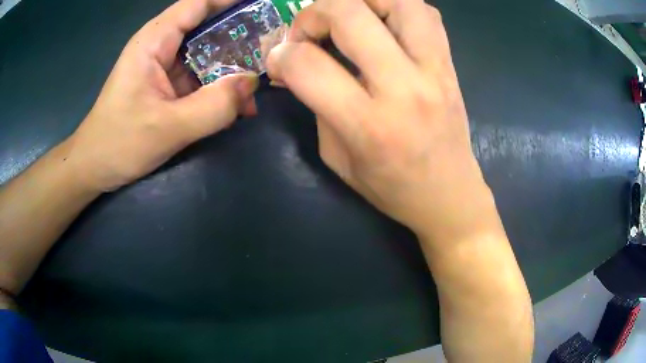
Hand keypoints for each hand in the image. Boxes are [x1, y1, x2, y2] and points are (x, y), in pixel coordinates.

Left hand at [68, 0, 258, 191]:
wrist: (93, 168)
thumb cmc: (118, 144)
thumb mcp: (167, 128)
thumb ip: (213, 107)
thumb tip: (252, 84)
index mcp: (154, 41)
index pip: (198, 4)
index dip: (231, 0)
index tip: (264, 6)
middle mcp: (160, 47)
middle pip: (207, 26)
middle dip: (241, 35)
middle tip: (273, 47)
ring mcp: (164, 67)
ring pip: (206, 54)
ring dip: (233, 66)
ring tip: (260, 82)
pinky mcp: (166, 87)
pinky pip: (199, 78)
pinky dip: (219, 88)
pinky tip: (238, 105)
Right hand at [267, 0, 495, 244]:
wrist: (449, 196)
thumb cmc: (391, 188)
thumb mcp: (338, 158)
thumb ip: (316, 105)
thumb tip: (297, 65)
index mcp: (368, 125)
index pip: (307, 64)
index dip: (281, 55)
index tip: (280, 61)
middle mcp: (404, 86)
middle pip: (348, 13)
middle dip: (313, 14)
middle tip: (309, 33)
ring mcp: (434, 69)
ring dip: (360, 0)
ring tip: (346, 17)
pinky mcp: (450, 64)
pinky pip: (426, 12)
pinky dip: (396, 5)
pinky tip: (382, 20)